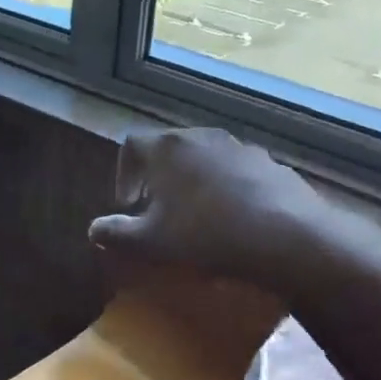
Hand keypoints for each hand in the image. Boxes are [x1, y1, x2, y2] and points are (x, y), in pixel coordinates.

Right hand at [87, 128, 329, 286]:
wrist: (286, 235)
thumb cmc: (205, 234)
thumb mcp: (151, 242)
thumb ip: (117, 234)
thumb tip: (94, 230)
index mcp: (166, 148)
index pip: (131, 146)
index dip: (123, 173)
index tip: (128, 205)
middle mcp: (201, 136)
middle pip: (169, 150)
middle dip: (159, 179)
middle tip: (159, 212)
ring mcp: (239, 147)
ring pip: (205, 159)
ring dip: (194, 183)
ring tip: (198, 218)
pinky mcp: (270, 163)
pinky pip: (237, 172)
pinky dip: (228, 189)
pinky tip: (235, 220)